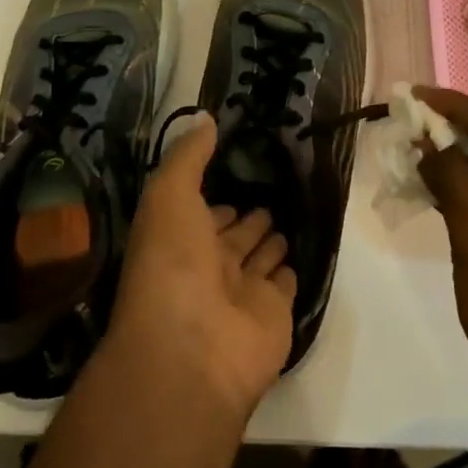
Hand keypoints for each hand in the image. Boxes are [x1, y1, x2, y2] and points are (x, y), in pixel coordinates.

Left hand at [105, 112, 297, 423]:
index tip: (236, 171)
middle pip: (232, 235)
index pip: (201, 212)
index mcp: (179, 239)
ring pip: (259, 258)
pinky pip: (283, 285)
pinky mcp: (274, 314)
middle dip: (246, 216)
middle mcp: (209, 266)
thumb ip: (188, 156)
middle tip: (269, 190)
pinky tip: (299, 253)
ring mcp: (242, 293)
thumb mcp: (169, 195)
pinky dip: (289, 271)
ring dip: (270, 240)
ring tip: (287, 213)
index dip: (215, 196)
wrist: (192, 350)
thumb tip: (205, 116)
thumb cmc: (173, 264)